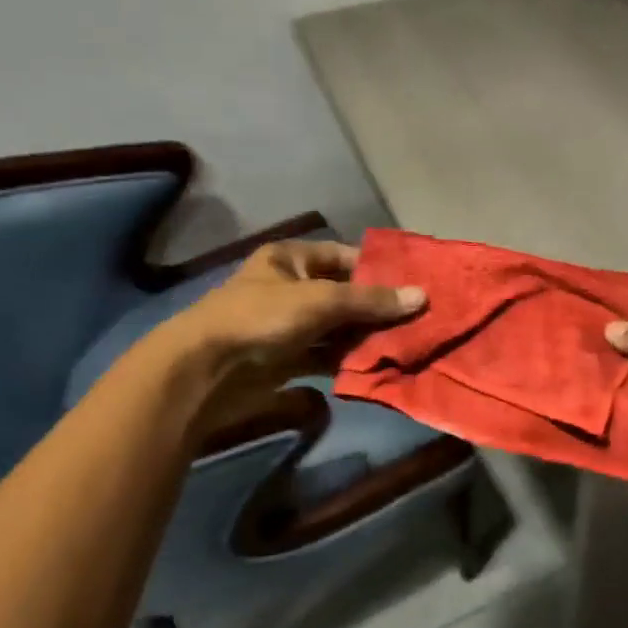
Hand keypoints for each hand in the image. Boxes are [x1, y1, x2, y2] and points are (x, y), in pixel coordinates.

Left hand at [170, 238, 424, 368]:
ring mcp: (286, 325)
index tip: (411, 284)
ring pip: (335, 327)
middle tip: (416, 319)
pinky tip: (375, 367)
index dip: (377, 269)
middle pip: (343, 294)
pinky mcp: (284, 359)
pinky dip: (345, 361)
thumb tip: (422, 296)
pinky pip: (323, 355)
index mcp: (291, 258)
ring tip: (405, 344)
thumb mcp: (322, 300)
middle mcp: (289, 287)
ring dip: (364, 337)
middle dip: (375, 309)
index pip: (344, 256)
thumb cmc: (263, 317)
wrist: (205, 371)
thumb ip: (371, 300)